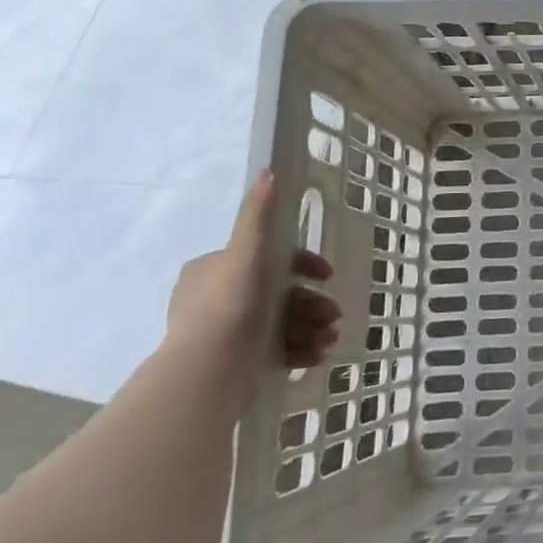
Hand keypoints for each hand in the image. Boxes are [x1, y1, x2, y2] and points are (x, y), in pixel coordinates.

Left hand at [165, 171, 340, 391]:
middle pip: (280, 293)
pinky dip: (300, 349)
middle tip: (333, 316)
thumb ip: (258, 214)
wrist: (209, 371)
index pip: (267, 257)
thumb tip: (268, 172)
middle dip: (312, 303)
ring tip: (329, 340)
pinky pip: (277, 349)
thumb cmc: (230, 304)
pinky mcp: (236, 362)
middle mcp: (216, 298)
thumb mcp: (247, 251)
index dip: (303, 265)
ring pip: (283, 322)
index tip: (326, 276)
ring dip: (313, 328)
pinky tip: (317, 355)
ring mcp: (226, 333)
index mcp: (213, 270)